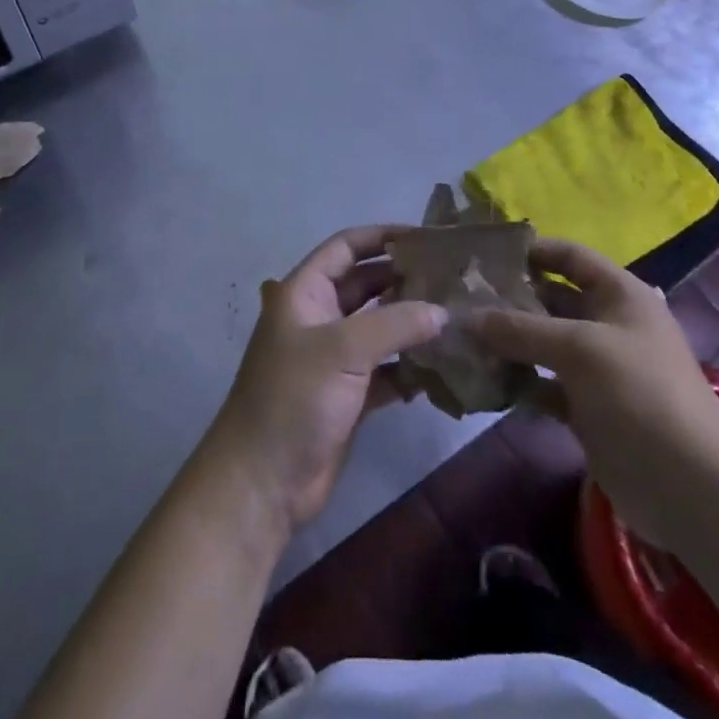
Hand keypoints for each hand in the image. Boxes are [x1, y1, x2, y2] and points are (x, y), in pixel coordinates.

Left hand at [205, 226, 447, 533]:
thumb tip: (442, 311)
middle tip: (452, 278)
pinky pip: (386, 370)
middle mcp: (319, 318)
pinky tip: (441, 369)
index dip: (382, 236)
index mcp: (304, 293)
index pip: (345, 248)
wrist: (262, 481)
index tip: (425, 236)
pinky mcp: (348, 395)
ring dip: (411, 324)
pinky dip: (409, 368)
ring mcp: (333, 358)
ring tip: (457, 318)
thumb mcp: (342, 350)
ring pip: (379, 329)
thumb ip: (394, 324)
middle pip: (366, 286)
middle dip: (405, 280)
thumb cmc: (293, 398)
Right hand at [468, 238, 718, 543]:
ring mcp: (598, 369)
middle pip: (552, 300)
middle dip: (510, 300)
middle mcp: (608, 324)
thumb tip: (468, 317)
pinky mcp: (588, 408)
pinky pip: (545, 384)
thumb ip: (521, 328)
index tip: (485, 257)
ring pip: (543, 344)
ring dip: (508, 343)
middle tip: (461, 300)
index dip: (532, 251)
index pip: (570, 257)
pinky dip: (519, 382)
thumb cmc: (639, 393)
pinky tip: (484, 382)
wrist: (690, 486)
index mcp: (619, 295)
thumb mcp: (578, 349)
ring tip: (462, 338)